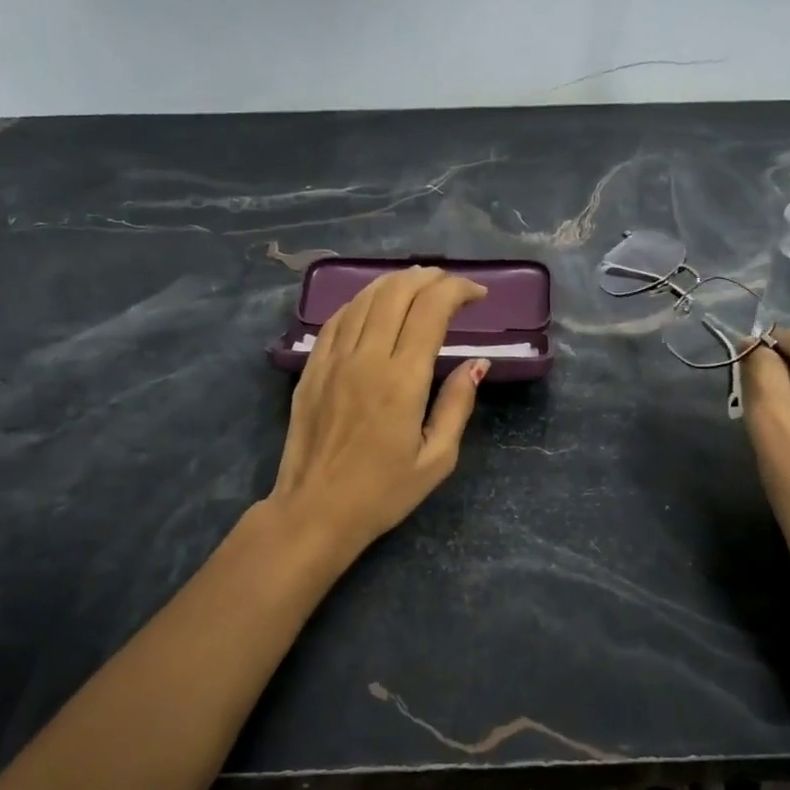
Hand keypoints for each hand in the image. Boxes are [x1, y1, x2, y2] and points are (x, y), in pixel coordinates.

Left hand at [267, 267, 490, 557]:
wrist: (314, 511)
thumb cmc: (382, 493)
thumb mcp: (436, 459)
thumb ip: (457, 405)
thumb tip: (477, 364)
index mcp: (402, 380)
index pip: (431, 310)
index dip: (457, 291)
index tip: (477, 296)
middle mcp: (366, 358)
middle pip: (397, 292)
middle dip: (430, 278)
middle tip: (451, 285)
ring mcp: (333, 359)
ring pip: (365, 298)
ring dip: (396, 282)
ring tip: (419, 285)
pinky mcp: (312, 368)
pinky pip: (338, 318)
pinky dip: (363, 301)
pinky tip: (375, 304)